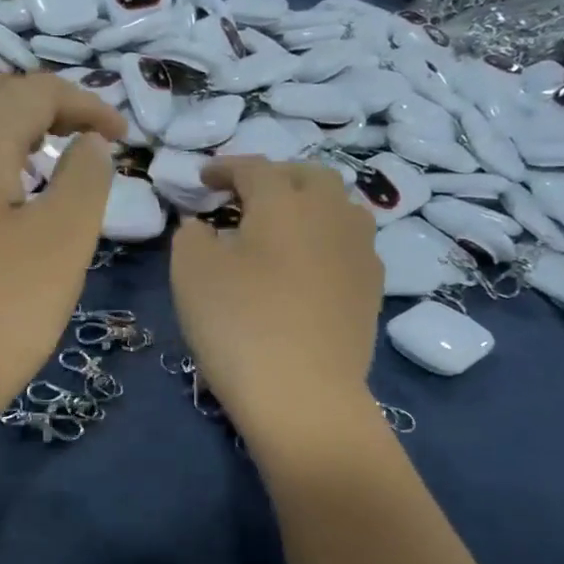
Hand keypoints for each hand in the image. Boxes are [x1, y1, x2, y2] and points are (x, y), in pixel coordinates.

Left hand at [0, 73, 124, 430]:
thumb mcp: (62, 240)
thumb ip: (86, 178)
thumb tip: (90, 142)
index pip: (35, 90)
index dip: (86, 103)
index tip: (124, 135)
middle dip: (42, 102)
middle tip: (83, 138)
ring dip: (6, 122)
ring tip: (44, 157)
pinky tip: (1, 190)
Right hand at [170, 158, 381, 440]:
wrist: (303, 395)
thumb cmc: (239, 323)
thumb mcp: (191, 272)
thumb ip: (192, 235)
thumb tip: (204, 227)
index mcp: (284, 201)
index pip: (254, 168)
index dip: (225, 168)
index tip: (203, 178)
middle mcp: (330, 214)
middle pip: (309, 176)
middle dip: (275, 177)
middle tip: (246, 196)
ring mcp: (360, 252)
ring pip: (339, 208)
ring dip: (308, 205)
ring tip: (282, 226)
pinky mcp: (372, 289)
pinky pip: (349, 245)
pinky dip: (324, 241)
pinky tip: (308, 265)